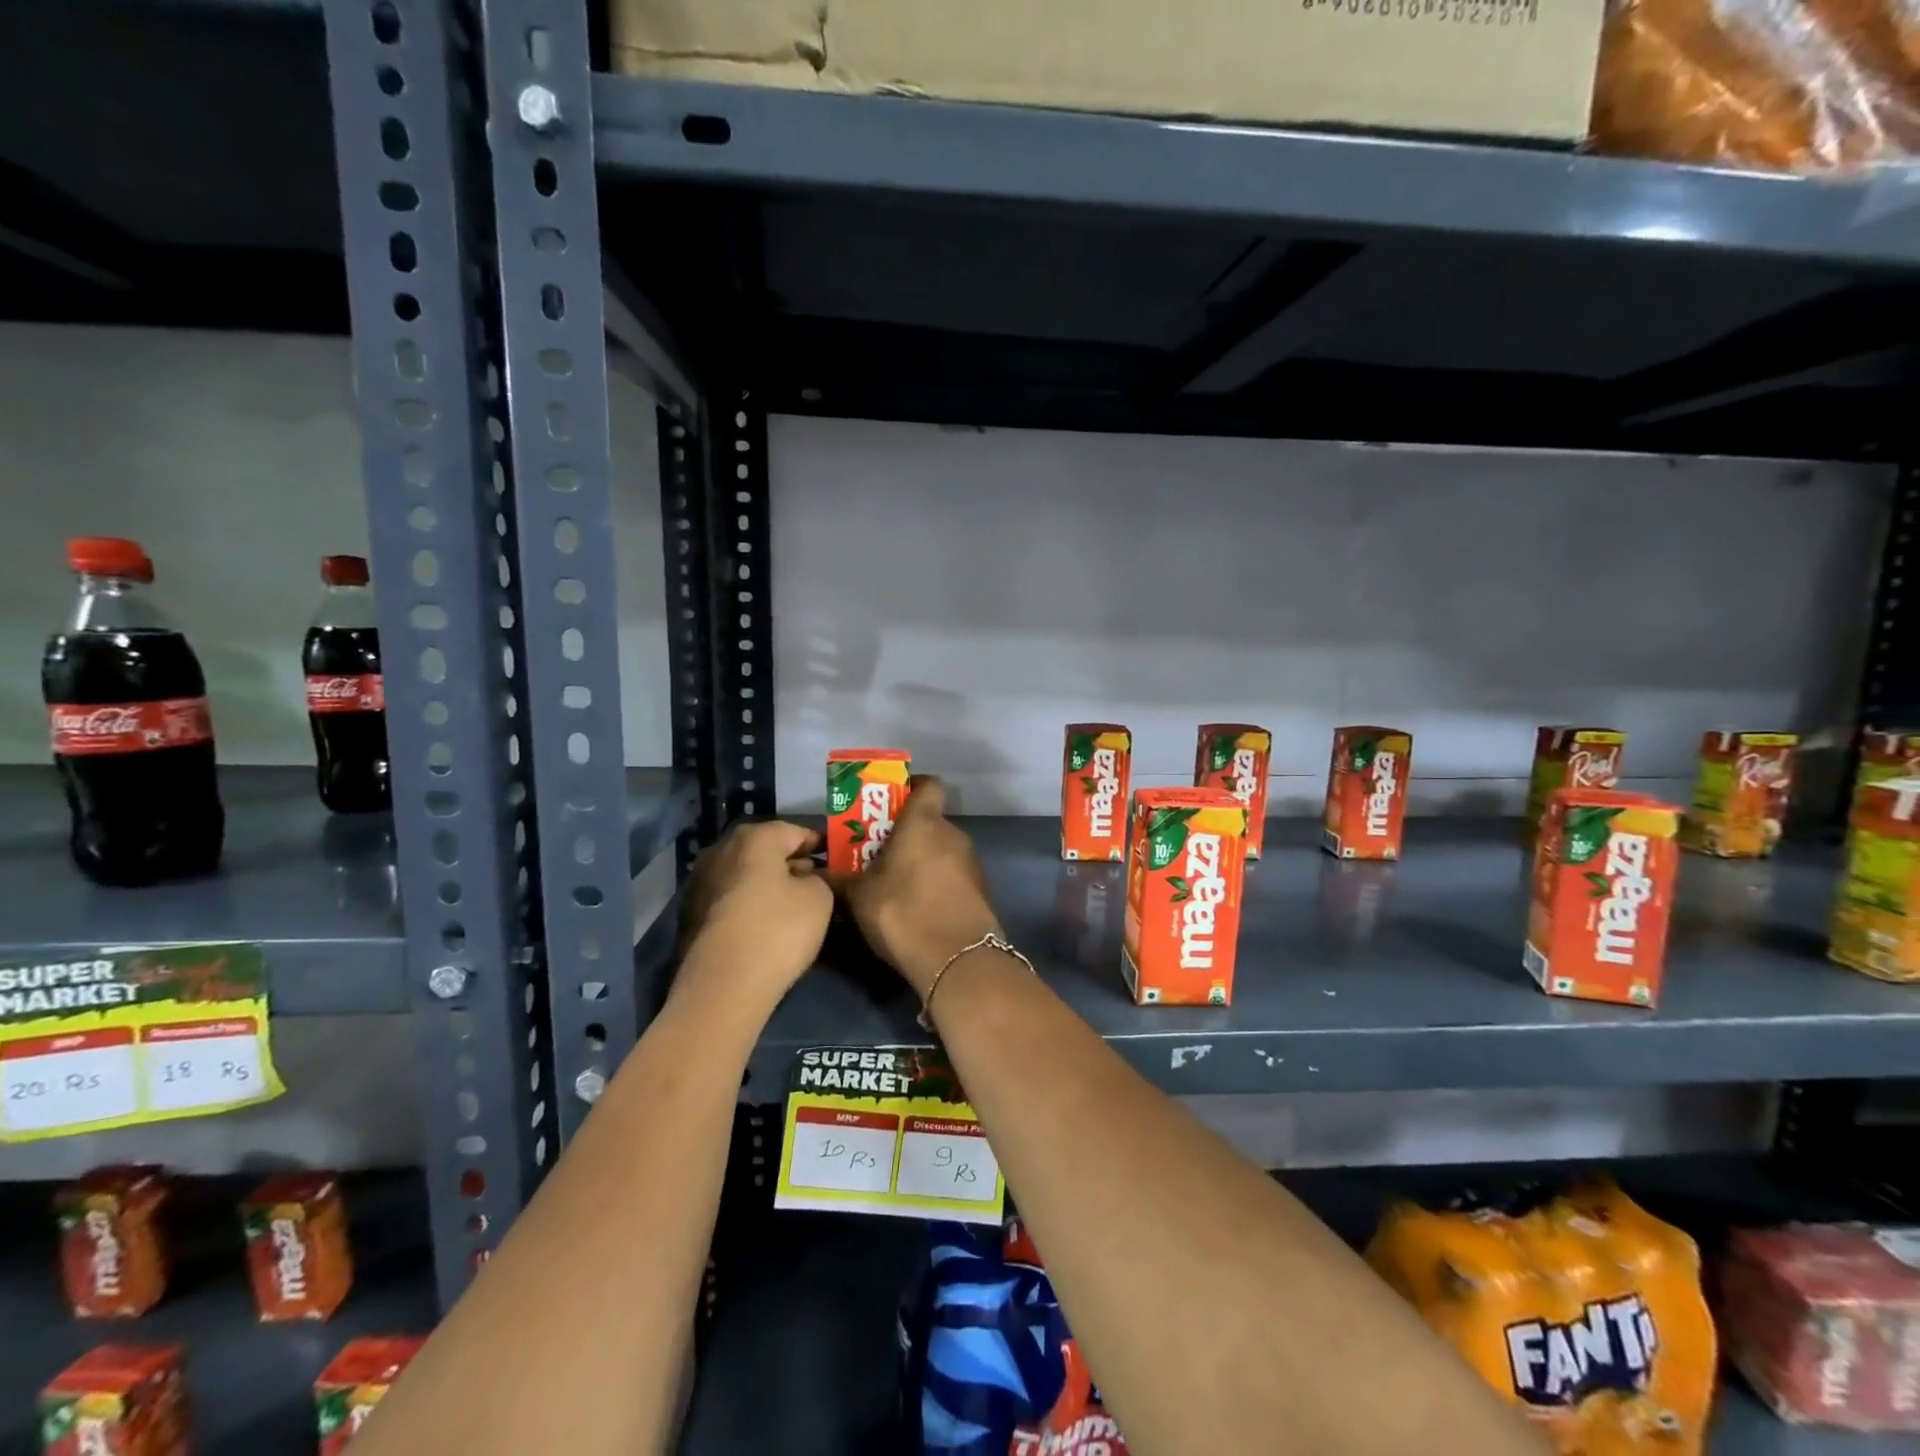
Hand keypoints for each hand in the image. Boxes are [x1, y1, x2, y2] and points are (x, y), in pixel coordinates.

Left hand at [675, 821, 832, 1009]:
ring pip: (745, 874)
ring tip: (791, 903)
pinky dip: (748, 903)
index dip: (817, 843)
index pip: (795, 831)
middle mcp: (722, 850)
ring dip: (766, 883)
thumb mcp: (820, 898)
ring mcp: (701, 882)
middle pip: (765, 850)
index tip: (833, 857)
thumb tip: (806, 879)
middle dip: (789, 862)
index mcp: (755, 838)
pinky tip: (765, 922)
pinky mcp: (691, 914)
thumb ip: (818, 879)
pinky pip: (730, 898)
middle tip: (814, 879)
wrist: (723, 985)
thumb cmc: (779, 929)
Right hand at [832, 776, 1000, 998]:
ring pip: (941, 851)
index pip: (927, 785)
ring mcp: (971, 863)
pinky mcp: (980, 891)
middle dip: (905, 834)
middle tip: (877, 852)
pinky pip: (952, 876)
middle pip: (930, 822)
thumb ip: (839, 880)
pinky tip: (916, 907)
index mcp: (924, 822)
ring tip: (892, 884)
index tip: (889, 802)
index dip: (911, 787)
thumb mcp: (859, 897)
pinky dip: (936, 883)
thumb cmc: (904, 912)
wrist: (958, 960)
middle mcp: (953, 834)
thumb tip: (816, 874)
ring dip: (920, 861)